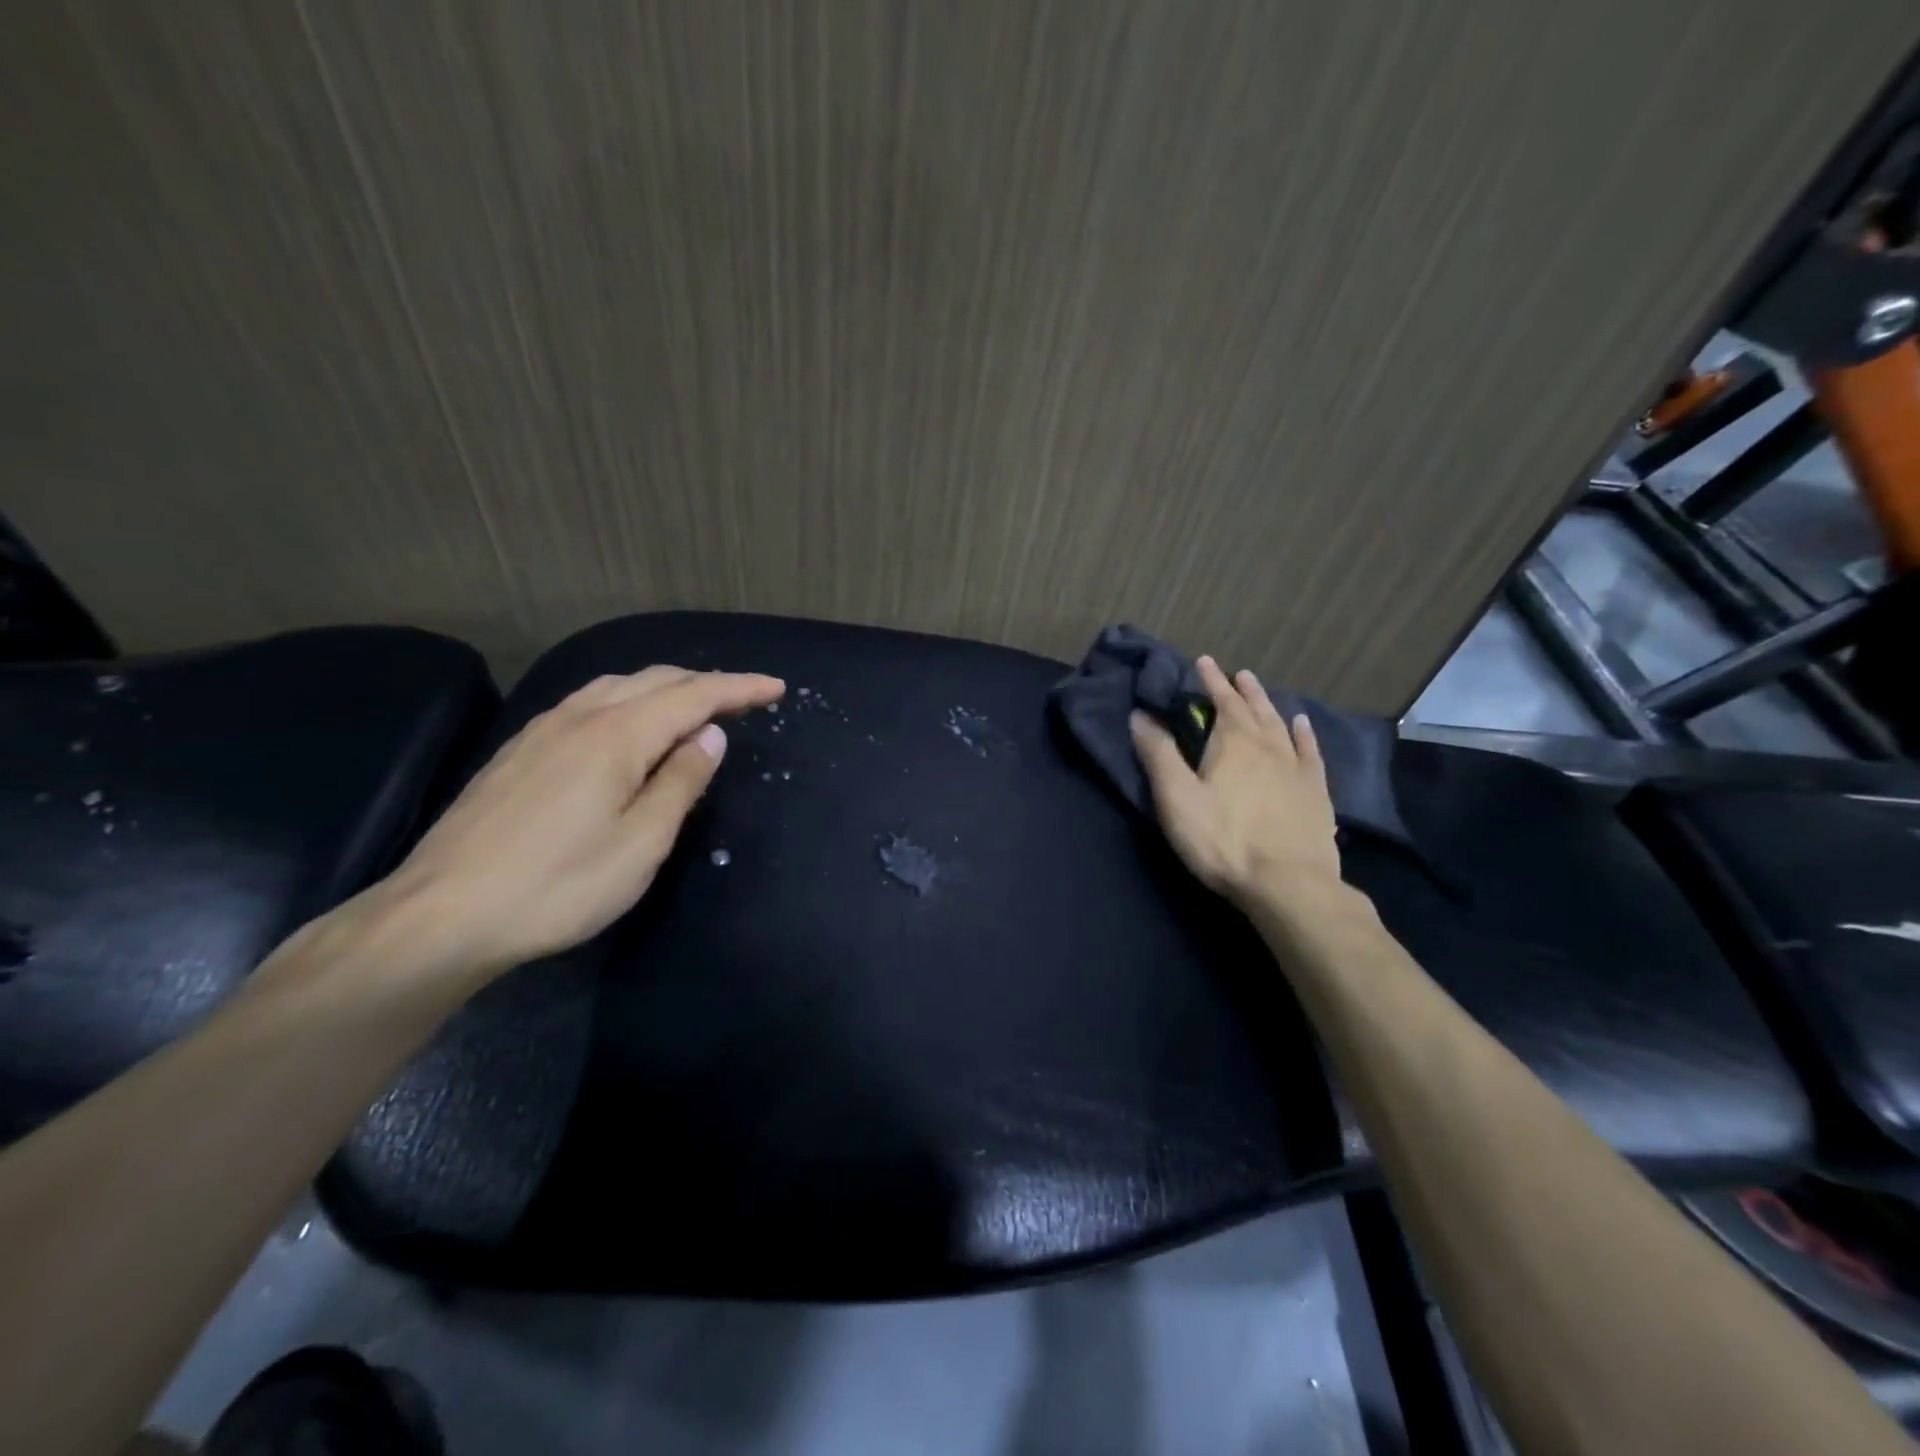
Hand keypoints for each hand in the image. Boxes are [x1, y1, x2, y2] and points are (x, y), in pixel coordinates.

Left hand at [372, 665, 783, 979]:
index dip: (739, 688)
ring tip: (693, 705)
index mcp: (617, 736)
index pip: (694, 696)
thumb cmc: (558, 885)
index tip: (777, 687)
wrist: (441, 915)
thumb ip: (680, 782)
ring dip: (665, 688)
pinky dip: (628, 700)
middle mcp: (580, 717)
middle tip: (745, 699)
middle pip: (655, 680)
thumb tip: (709, 736)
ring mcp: (543, 730)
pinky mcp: (519, 750)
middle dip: (706, 683)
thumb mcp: (641, 843)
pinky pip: (589, 703)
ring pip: (617, 686)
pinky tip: (627, 723)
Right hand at [1130, 655, 1341, 914]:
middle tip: (1236, 673)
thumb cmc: (1223, 840)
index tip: (1204, 661)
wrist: (1288, 883)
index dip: (1211, 680)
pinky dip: (1304, 735)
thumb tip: (1140, 715)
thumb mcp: (1177, 798)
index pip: (1221, 701)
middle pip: (1254, 709)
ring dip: (1268, 705)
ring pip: (1281, 726)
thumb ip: (1158, 754)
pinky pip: (1310, 753)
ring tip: (1260, 689)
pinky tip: (1303, 726)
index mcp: (1232, 743)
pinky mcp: (1316, 793)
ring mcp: (1296, 769)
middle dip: (1241, 689)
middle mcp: (1268, 746)